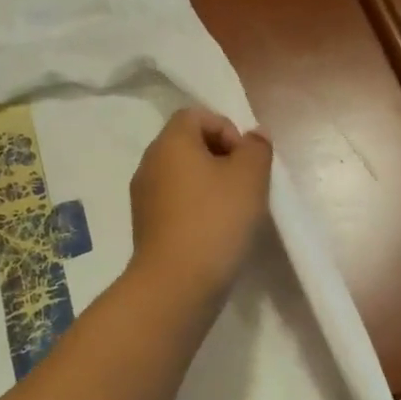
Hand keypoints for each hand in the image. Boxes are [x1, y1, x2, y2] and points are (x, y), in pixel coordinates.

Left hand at [128, 107, 271, 304]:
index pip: (196, 115)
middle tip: (245, 186)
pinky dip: (195, 209)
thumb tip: (253, 136)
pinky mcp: (146, 227)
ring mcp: (143, 197)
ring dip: (209, 186)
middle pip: (188, 144)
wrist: (177, 284)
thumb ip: (257, 148)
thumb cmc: (216, 220)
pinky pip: (175, 204)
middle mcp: (149, 163)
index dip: (227, 129)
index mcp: (170, 143)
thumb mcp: (250, 177)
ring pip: (182, 176)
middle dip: (221, 158)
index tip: (245, 160)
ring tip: (233, 212)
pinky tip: (214, 233)